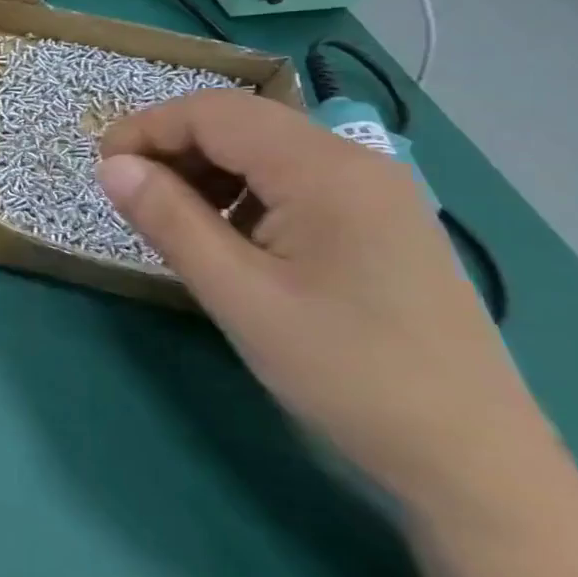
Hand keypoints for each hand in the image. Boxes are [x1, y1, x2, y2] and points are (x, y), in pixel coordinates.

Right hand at [96, 91, 557, 520]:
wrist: (475, 463)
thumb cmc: (346, 374)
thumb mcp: (239, 296)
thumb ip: (169, 220)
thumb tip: (110, 166)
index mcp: (325, 170)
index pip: (214, 113)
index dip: (147, 129)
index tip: (102, 169)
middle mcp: (356, 163)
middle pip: (241, 123)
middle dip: (173, 146)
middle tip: (129, 194)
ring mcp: (377, 192)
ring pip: (266, 150)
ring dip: (207, 169)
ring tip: (173, 219)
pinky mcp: (381, 222)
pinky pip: (294, 181)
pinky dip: (244, 192)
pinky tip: (231, 239)